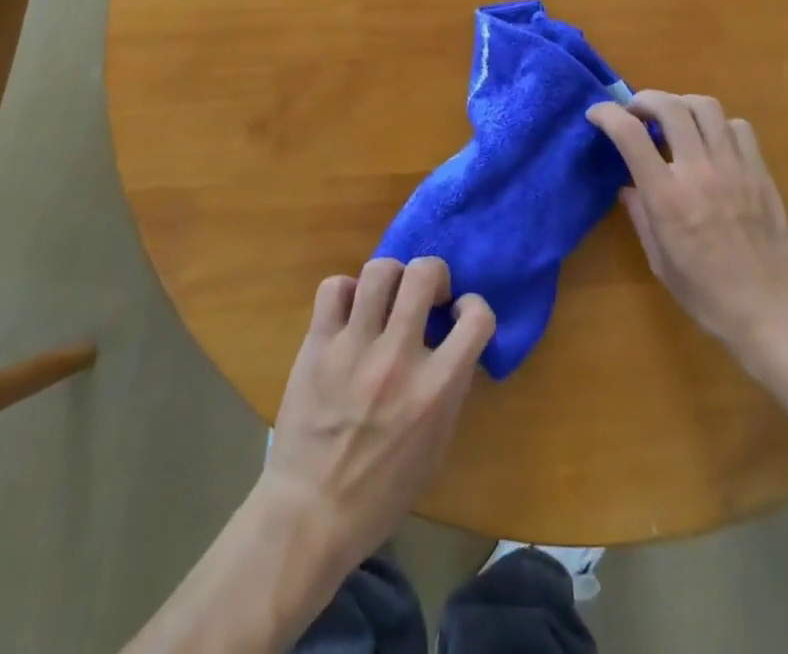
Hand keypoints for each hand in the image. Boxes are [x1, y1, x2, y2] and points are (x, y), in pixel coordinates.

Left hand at [257, 257, 494, 574]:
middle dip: (433, 274)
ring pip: (379, 270)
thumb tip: (455, 347)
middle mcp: (398, 359)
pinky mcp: (317, 345)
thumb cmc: (381, 493)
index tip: (458, 315)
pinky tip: (350, 313)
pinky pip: (334, 288)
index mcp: (435, 390)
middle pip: (423, 273)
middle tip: (425, 296)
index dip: (474, 306)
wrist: (309, 516)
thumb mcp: (436, 447)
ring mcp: (354, 347)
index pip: (477, 317)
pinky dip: (346, 292)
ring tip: (387, 299)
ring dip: (391, 278)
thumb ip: (450, 390)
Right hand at [588, 92, 787, 369]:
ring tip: (673, 118)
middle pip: (670, 106)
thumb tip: (628, 186)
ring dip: (681, 104)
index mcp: (667, 197)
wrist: (776, 312)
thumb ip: (641, 216)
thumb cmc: (710, 297)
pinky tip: (712, 141)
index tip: (596, 113)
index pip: (630, 134)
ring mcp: (735, 167)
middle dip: (645, 99)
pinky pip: (738, 127)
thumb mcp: (660, 263)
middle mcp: (700, 171)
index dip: (607, 114)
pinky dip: (719, 124)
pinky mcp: (760, 171)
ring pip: (706, 107)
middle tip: (635, 111)